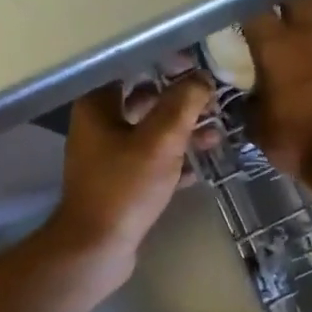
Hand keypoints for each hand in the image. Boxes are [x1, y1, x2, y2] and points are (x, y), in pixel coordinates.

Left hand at [50, 73, 216, 266]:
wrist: (95, 249)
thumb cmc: (124, 187)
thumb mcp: (160, 140)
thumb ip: (183, 104)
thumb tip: (202, 78)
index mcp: (98, 105)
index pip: (132, 67)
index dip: (165, 62)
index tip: (197, 65)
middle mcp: (99, 125)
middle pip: (145, 99)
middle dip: (180, 100)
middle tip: (213, 99)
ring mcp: (108, 155)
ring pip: (151, 132)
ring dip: (182, 131)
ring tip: (216, 134)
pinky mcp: (120, 181)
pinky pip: (151, 160)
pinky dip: (174, 159)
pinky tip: (201, 165)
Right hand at [243, 0, 311, 184]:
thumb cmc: (295, 140)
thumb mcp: (258, 125)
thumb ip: (251, 101)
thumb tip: (252, 94)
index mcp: (275, 45)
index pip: (254, 9)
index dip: (246, 8)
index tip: (241, 16)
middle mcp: (307, 32)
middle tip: (275, 7)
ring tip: (307, 9)